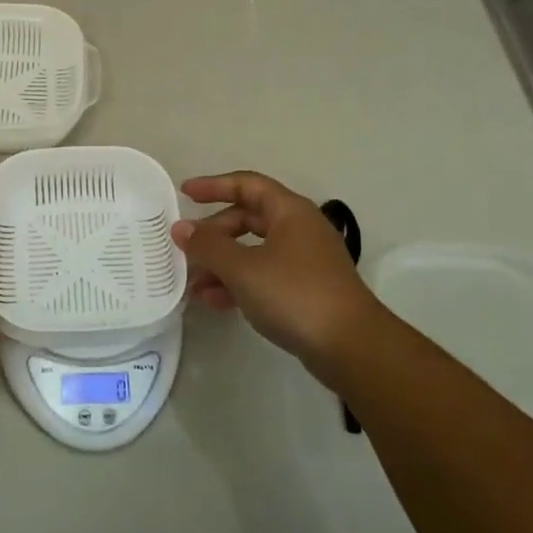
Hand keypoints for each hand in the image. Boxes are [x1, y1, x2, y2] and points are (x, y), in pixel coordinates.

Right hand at [172, 172, 381, 378]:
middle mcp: (299, 229)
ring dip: (222, 263)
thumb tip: (180, 228)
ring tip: (193, 284)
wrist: (352, 347)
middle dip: (214, 233)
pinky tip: (215, 302)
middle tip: (186, 249)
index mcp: (290, 211)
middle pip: (248, 219)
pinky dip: (239, 283)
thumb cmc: (295, 294)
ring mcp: (305, 261)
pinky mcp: (306, 290)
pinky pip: (264, 276)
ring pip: (254, 251)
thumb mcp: (242, 268)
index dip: (214, 186)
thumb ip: (208, 246)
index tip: (184, 193)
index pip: (247, 185)